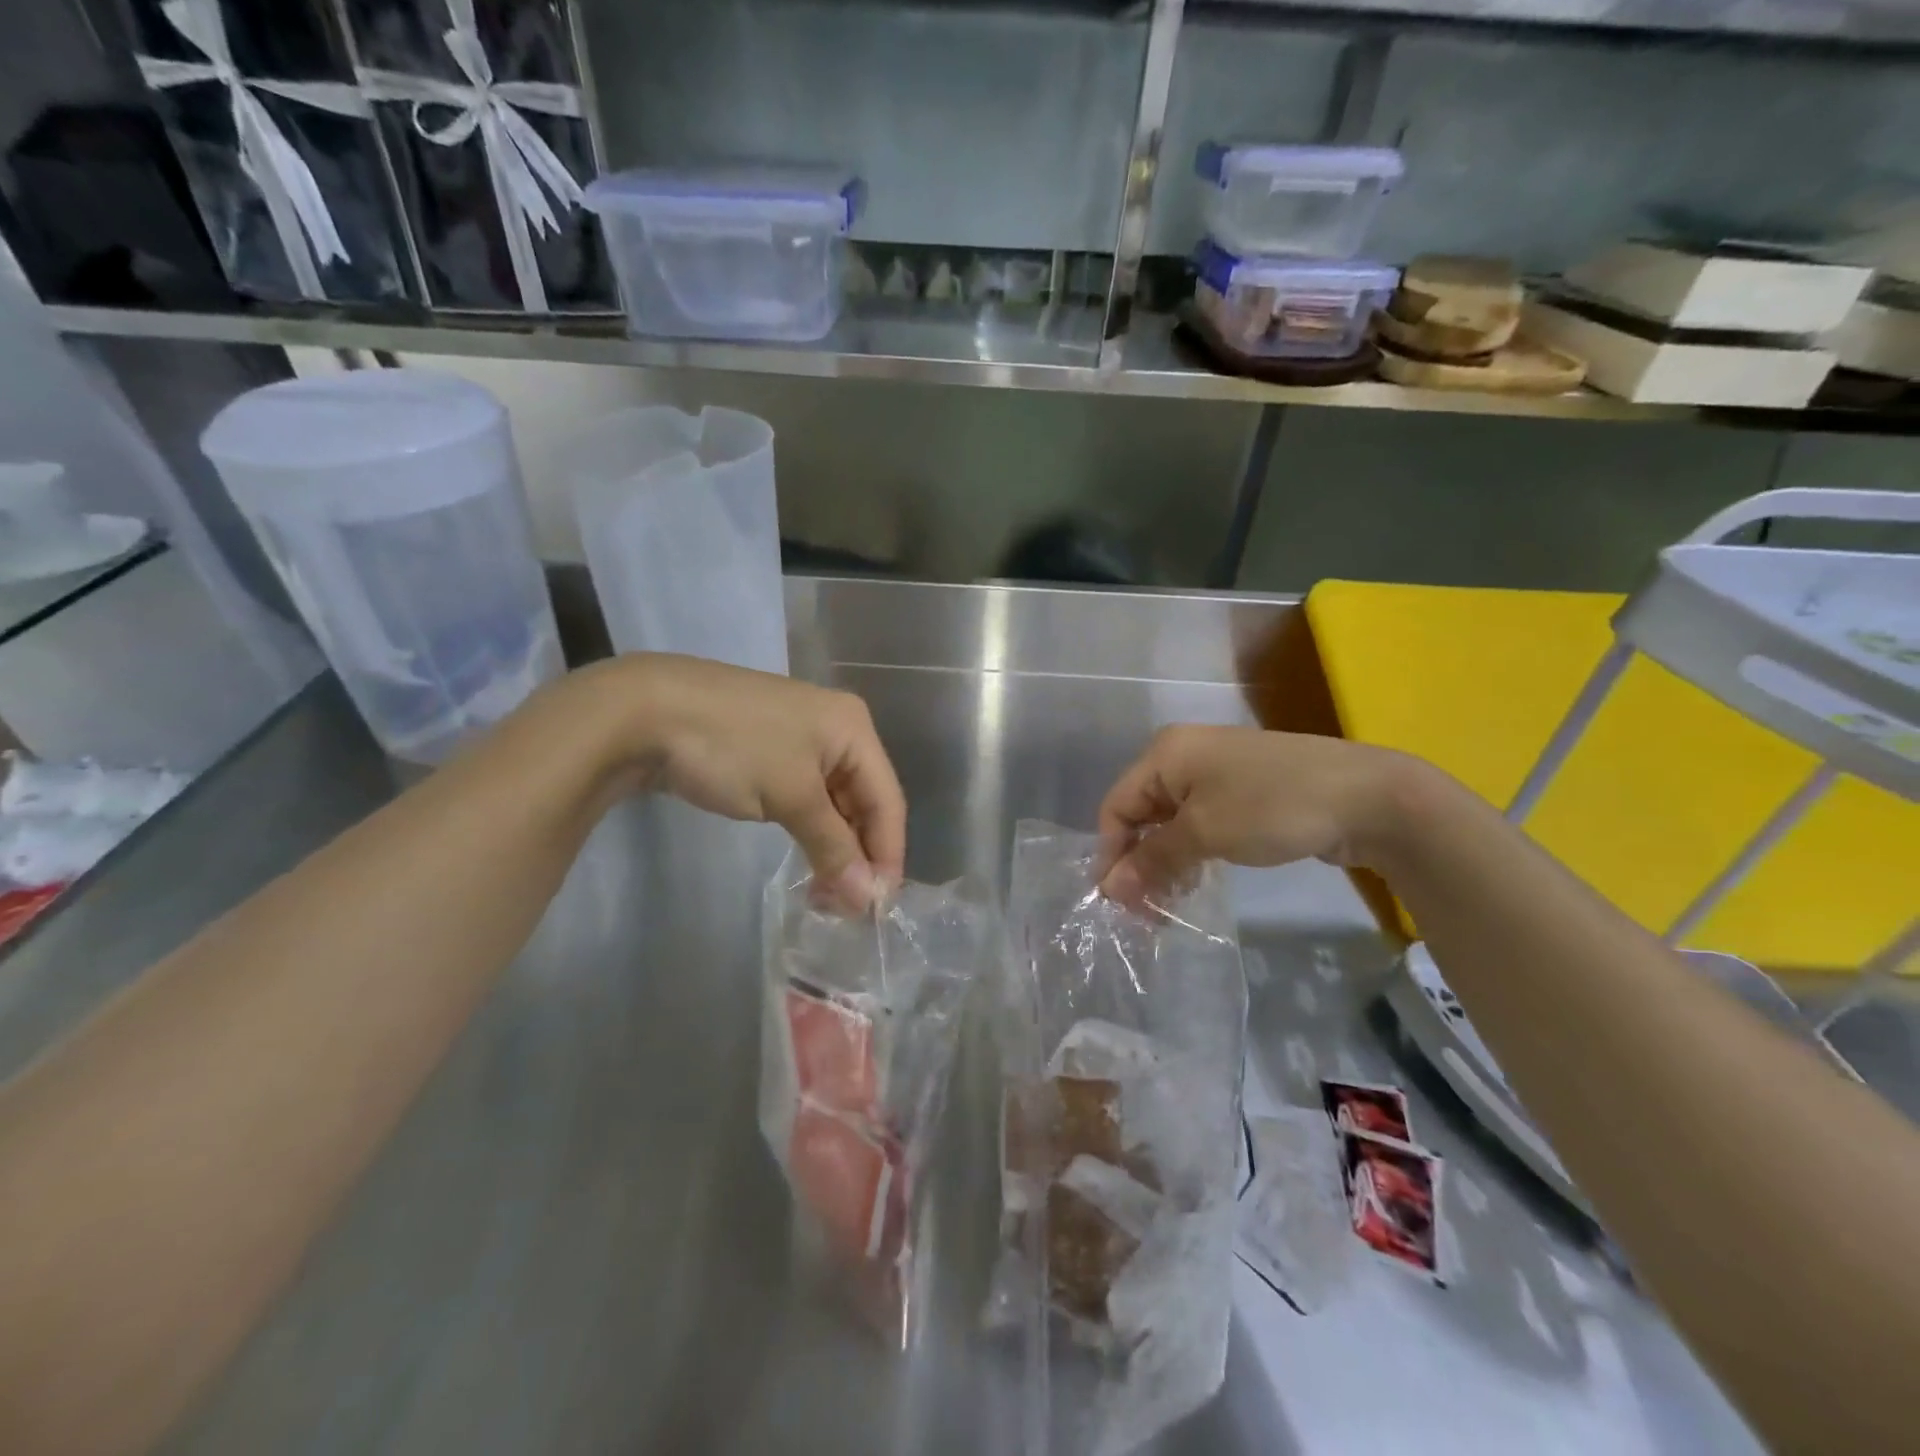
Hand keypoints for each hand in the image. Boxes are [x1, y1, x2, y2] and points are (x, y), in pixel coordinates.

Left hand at [579, 654, 905, 909]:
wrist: (645, 709)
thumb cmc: (734, 747)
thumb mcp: (791, 797)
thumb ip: (833, 848)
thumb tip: (865, 899)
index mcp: (854, 728)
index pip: (887, 800)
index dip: (887, 854)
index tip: (877, 907)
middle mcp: (837, 729)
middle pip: (864, 801)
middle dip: (859, 854)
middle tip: (847, 907)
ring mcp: (802, 738)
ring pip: (834, 802)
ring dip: (834, 847)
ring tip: (826, 894)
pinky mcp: (770, 751)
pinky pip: (806, 797)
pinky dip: (810, 830)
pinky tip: (808, 860)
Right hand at [1096, 725, 1416, 906]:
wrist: (1368, 797)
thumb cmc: (1272, 806)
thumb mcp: (1205, 833)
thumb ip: (1153, 859)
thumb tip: (1108, 889)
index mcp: (1166, 754)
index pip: (1116, 806)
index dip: (1112, 854)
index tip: (1117, 903)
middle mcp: (1184, 757)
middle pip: (1142, 814)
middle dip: (1138, 863)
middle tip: (1144, 914)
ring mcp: (1216, 773)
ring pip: (1171, 823)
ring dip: (1164, 864)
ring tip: (1168, 906)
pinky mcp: (1243, 792)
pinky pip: (1201, 824)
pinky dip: (1192, 853)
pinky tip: (1195, 882)